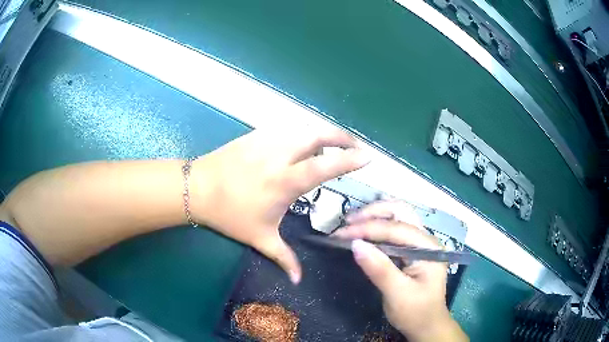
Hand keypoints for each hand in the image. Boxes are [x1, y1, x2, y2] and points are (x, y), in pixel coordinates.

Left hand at [190, 128, 368, 283]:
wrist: (197, 188)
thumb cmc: (229, 214)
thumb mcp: (259, 238)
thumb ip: (283, 258)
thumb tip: (297, 281)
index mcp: (285, 181)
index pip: (325, 165)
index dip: (349, 160)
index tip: (367, 157)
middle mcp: (280, 155)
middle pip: (318, 135)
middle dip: (342, 137)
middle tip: (354, 146)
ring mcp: (267, 140)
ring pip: (303, 127)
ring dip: (323, 133)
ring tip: (332, 144)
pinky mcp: (256, 133)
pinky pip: (287, 127)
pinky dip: (302, 131)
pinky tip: (303, 141)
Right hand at [334, 201, 467, 341]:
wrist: (427, 325)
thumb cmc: (416, 312)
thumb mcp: (398, 294)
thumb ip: (379, 269)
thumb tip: (355, 244)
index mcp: (428, 248)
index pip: (396, 229)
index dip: (367, 228)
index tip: (340, 234)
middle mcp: (426, 239)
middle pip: (401, 212)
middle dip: (373, 212)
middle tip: (347, 222)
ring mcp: (420, 243)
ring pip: (398, 217)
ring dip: (374, 216)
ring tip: (351, 223)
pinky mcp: (412, 250)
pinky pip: (394, 230)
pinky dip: (377, 227)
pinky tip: (364, 231)